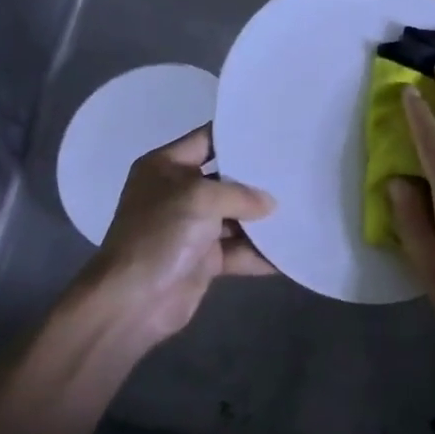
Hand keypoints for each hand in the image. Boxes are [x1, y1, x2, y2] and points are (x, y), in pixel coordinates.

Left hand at [82, 124, 275, 344]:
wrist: (132, 302)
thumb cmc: (161, 234)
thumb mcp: (201, 198)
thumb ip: (240, 194)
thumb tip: (269, 203)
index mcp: (166, 167)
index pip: (207, 140)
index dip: (238, 135)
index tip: (274, 131)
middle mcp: (178, 193)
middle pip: (226, 179)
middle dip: (258, 179)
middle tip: (297, 168)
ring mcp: (191, 228)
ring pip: (235, 217)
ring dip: (263, 218)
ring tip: (302, 206)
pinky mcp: (202, 260)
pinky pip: (238, 251)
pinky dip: (259, 253)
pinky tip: (290, 250)